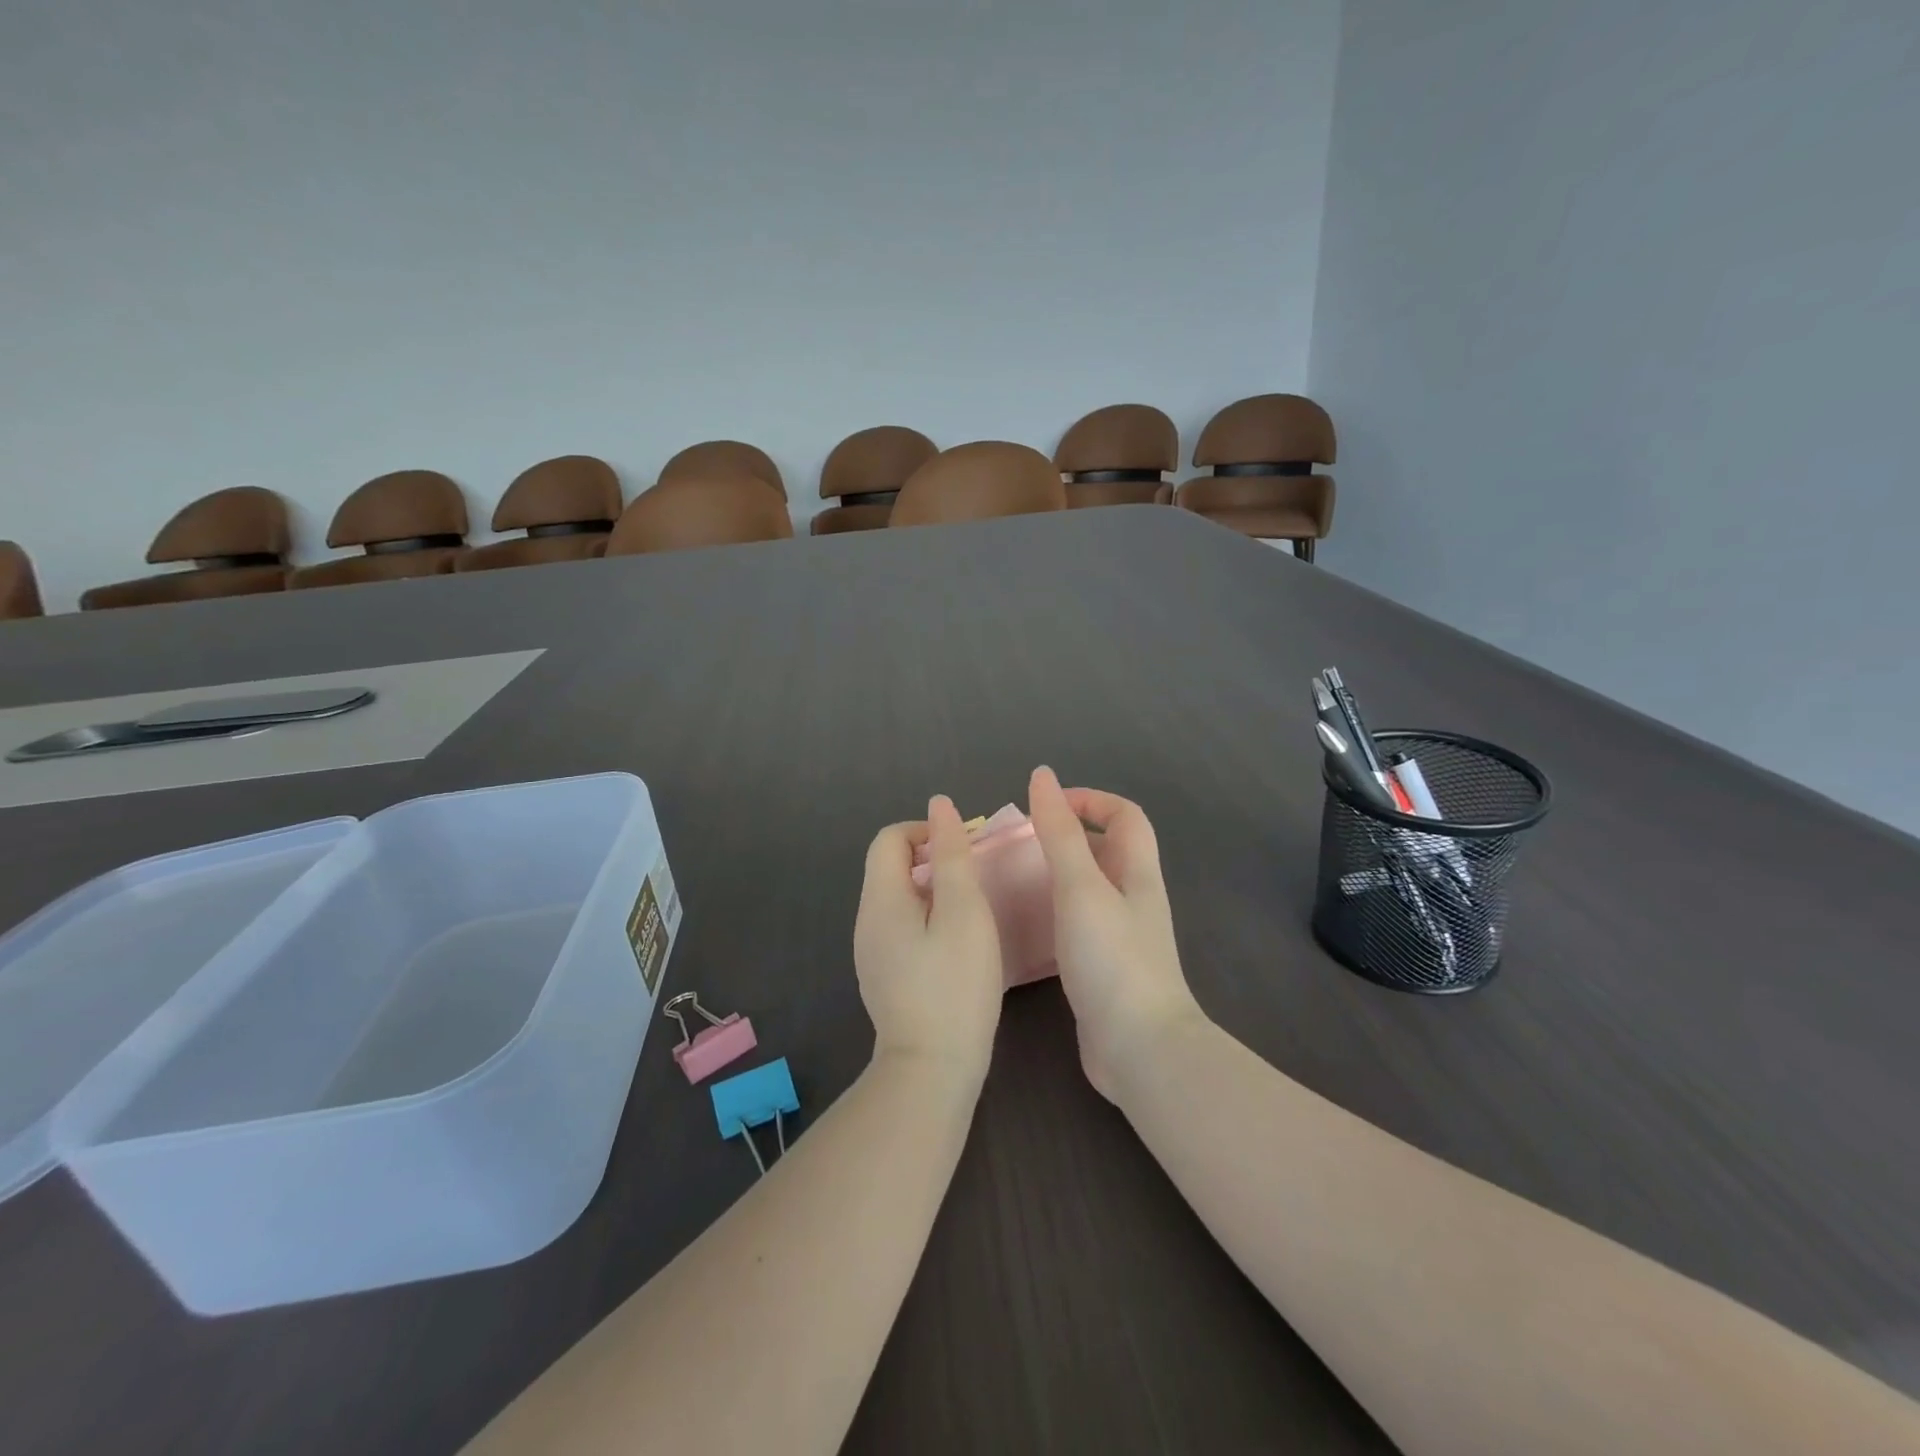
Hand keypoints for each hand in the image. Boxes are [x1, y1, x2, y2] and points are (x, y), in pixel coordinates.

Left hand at [853, 795, 1005, 1087]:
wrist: (931, 1069)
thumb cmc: (954, 985)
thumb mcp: (964, 911)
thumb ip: (952, 854)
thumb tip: (939, 806)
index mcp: (880, 899)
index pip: (889, 838)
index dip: (925, 832)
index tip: (962, 851)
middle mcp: (866, 920)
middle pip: (890, 866)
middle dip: (932, 860)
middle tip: (974, 881)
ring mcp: (871, 952)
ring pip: (898, 898)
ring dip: (932, 890)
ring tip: (970, 912)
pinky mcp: (883, 975)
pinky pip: (900, 927)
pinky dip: (926, 919)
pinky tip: (954, 946)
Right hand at [1026, 766, 1205, 1101]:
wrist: (1139, 1049)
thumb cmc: (1112, 959)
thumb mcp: (1081, 887)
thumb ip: (1059, 833)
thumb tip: (1042, 776)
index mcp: (1137, 872)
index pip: (1125, 815)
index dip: (1089, 799)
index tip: (1044, 805)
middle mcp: (1134, 898)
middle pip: (1108, 849)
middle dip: (1068, 835)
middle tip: (1020, 844)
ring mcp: (1122, 935)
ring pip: (1091, 887)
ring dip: (1057, 874)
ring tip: (1015, 878)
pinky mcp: (1105, 966)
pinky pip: (1079, 922)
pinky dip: (1054, 911)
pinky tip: (1026, 924)